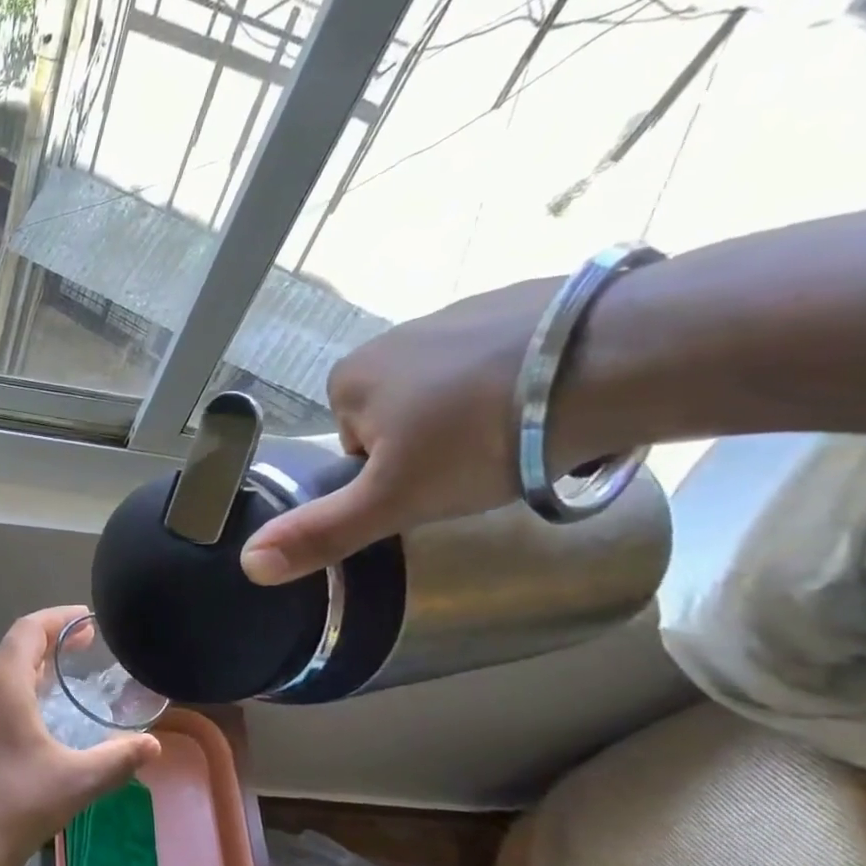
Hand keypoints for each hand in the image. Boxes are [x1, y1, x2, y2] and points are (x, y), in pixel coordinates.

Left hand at [0, 607, 161, 865]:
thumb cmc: (18, 805)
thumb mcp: (78, 781)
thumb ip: (119, 758)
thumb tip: (154, 745)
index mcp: (1, 685)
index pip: (28, 629)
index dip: (60, 618)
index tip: (88, 620)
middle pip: (14, 649)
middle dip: (51, 642)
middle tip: (86, 647)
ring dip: (32, 669)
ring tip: (64, 679)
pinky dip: (16, 693)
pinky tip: (35, 719)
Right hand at [239, 276, 607, 584]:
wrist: (617, 357)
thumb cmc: (482, 437)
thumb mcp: (394, 500)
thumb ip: (322, 532)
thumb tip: (248, 566)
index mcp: (349, 378)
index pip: (356, 445)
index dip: (393, 475)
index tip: (434, 485)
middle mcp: (392, 336)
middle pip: (403, 417)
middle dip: (436, 445)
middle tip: (484, 466)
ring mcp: (459, 311)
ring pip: (456, 389)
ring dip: (483, 416)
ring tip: (532, 437)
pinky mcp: (525, 299)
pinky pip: (507, 358)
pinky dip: (525, 382)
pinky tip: (562, 400)